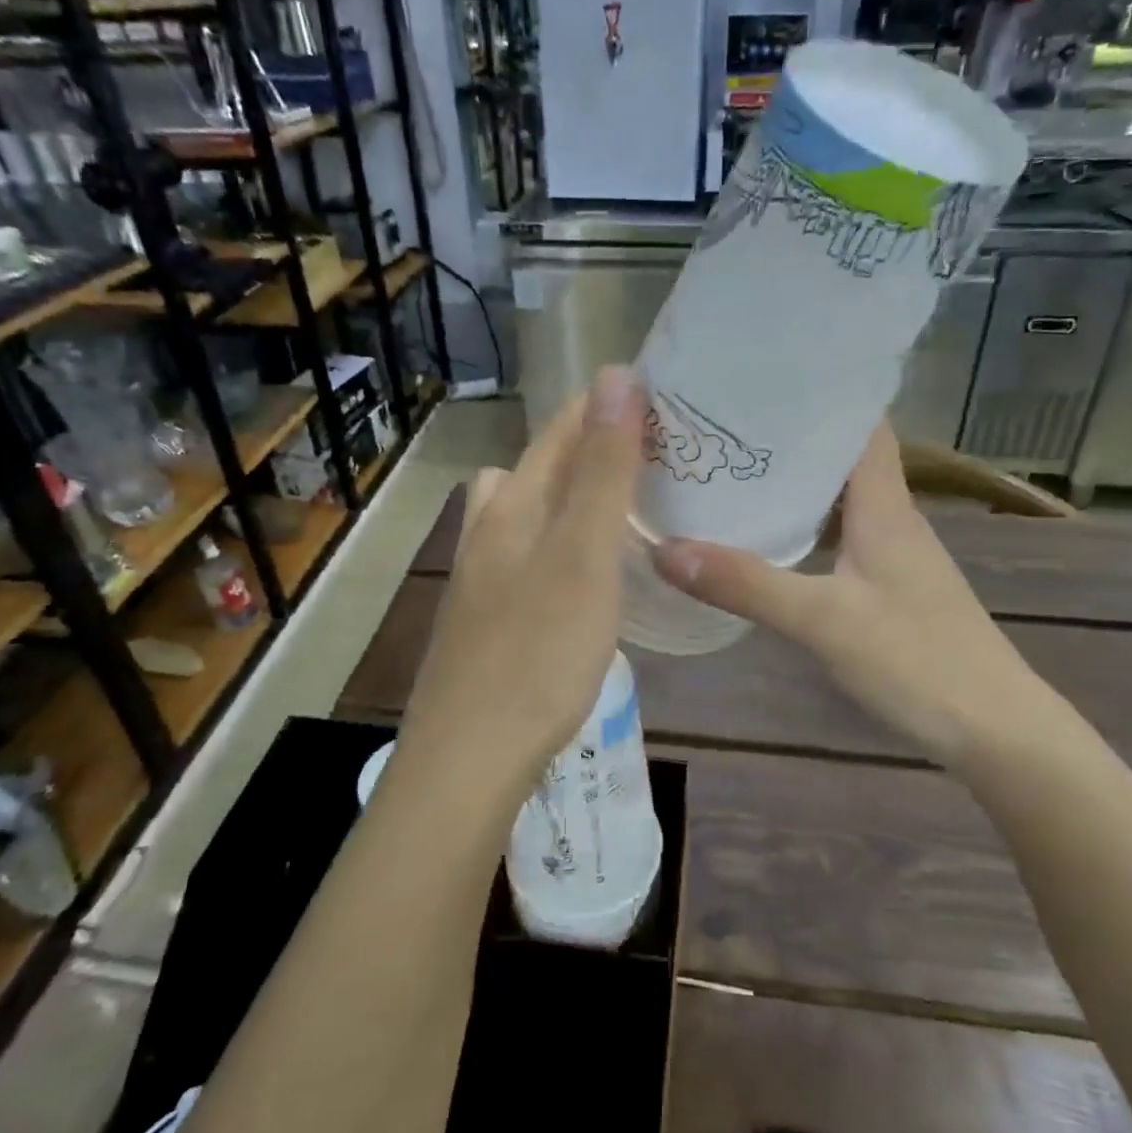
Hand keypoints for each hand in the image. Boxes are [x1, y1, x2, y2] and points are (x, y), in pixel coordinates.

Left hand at [395, 366, 643, 795]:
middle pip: (539, 468)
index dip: (607, 405)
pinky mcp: (486, 618)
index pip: (562, 431)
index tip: (662, 396)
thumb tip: (617, 375)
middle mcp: (489, 530)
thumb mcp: (584, 555)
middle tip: (654, 457)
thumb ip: (602, 470)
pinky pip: (528, 556)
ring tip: (622, 511)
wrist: (469, 757)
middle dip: (592, 448)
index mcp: (513, 505)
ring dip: (569, 497)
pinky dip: (560, 545)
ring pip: (526, 512)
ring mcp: (482, 576)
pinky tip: (585, 576)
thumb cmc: (537, 653)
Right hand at [651, 424, 1087, 766]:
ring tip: (731, 475)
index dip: (820, 395)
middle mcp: (892, 519)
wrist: (995, 730)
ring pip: (839, 502)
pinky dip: (804, 530)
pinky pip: (840, 539)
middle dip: (789, 440)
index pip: (862, 425)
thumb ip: (746, 585)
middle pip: (842, 459)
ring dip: (794, 486)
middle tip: (722, 428)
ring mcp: (894, 557)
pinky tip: (767, 543)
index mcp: (885, 506)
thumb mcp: (823, 621)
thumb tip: (664, 549)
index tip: (760, 381)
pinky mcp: (890, 590)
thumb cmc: (917, 660)